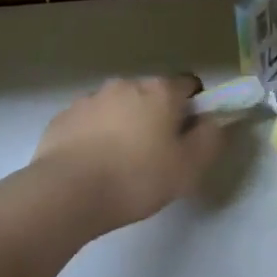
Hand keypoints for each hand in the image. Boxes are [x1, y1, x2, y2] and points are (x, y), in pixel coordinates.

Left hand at [35, 74, 223, 230]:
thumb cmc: (137, 178)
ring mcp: (91, 98)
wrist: (67, 192)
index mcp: (160, 91)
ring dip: (125, 124)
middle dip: (157, 116)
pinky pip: (90, 121)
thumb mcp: (189, 167)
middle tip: (157, 155)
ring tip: (120, 164)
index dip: (195, 107)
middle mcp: (125, 84)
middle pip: (151, 94)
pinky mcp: (64, 117)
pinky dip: (96, 135)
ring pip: (118, 106)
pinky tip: (93, 166)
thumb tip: (213, 122)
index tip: (190, 136)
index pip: (188, 84)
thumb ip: (210, 139)